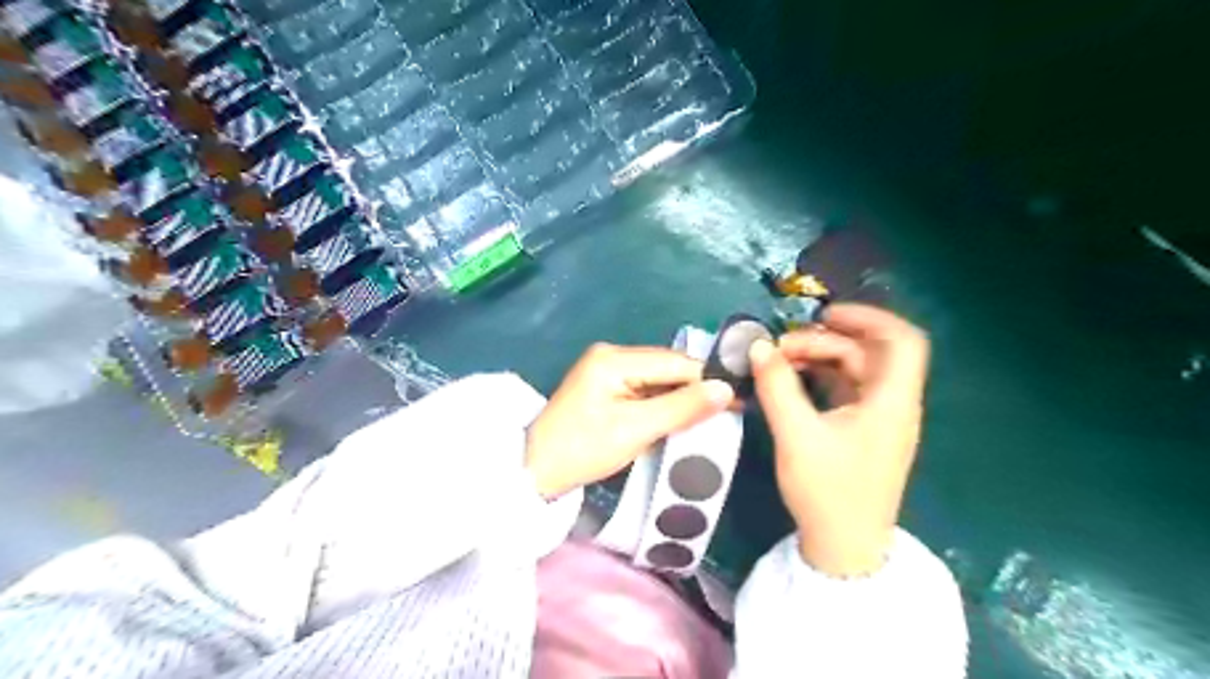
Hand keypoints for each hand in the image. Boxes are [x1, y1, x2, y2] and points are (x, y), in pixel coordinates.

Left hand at [525, 345, 731, 498]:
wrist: (536, 470)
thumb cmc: (583, 450)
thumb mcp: (635, 430)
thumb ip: (681, 408)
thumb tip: (726, 390)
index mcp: (614, 359)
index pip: (674, 363)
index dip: (708, 379)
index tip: (740, 397)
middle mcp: (611, 355)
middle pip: (667, 367)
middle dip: (695, 388)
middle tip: (729, 411)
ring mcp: (607, 369)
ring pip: (658, 379)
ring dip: (680, 397)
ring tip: (710, 416)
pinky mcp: (606, 386)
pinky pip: (644, 388)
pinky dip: (662, 403)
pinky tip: (679, 417)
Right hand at [753, 306, 927, 573]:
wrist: (844, 548)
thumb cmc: (828, 491)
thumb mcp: (796, 435)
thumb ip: (776, 386)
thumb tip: (757, 346)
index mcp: (891, 401)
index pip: (902, 340)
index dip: (869, 317)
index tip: (825, 314)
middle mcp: (892, 404)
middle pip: (868, 352)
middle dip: (824, 341)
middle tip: (779, 347)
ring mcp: (878, 418)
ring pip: (854, 370)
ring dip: (818, 358)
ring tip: (778, 361)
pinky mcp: (863, 430)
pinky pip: (845, 389)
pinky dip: (819, 377)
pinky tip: (789, 380)